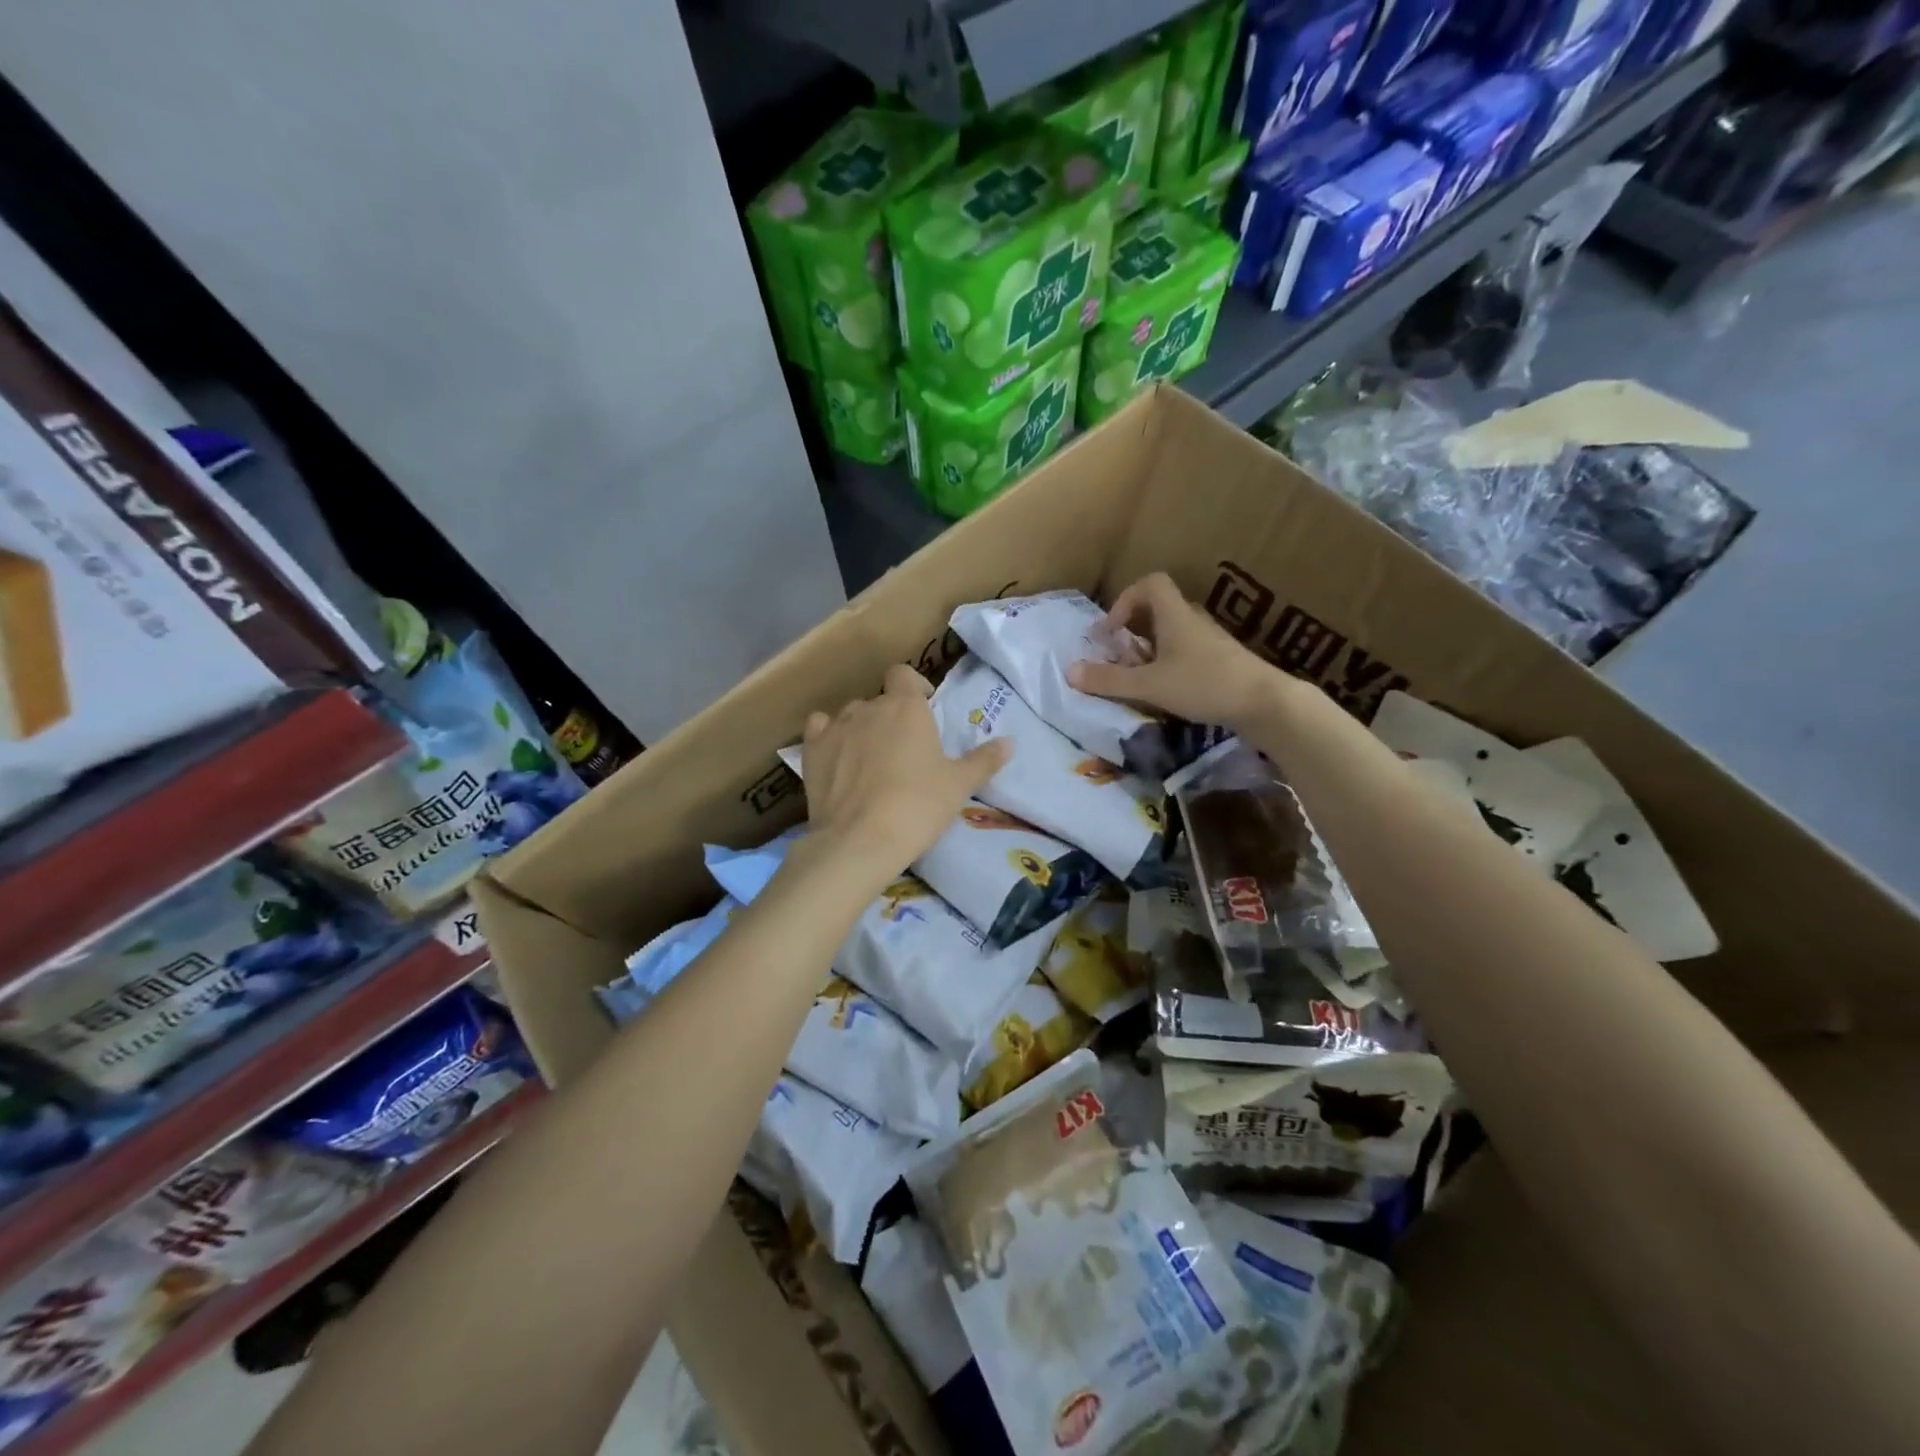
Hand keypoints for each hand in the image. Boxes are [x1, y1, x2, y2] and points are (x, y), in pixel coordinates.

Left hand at [802, 664, 1010, 875]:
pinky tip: (836, 758)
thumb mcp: (958, 785)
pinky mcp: (811, 750)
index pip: (904, 674)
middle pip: (880, 700)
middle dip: (890, 717)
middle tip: (903, 751)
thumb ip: (983, 760)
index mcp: (906, 707)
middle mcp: (869, 707)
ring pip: (850, 715)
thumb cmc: (918, 806)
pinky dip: (828, 737)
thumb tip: (1010, 743)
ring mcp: (836, 727)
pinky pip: (819, 729)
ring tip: (870, 760)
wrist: (861, 839)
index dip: (913, 687)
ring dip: (861, 728)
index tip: (923, 709)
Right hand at [1068, 573, 1279, 729]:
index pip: (1150, 584)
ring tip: (1139, 679)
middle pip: (1158, 610)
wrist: (1264, 702)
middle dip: (1133, 631)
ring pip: (1172, 634)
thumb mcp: (1149, 685)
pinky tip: (1167, 691)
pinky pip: (1187, 652)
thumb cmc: (1203, 684)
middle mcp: (1193, 621)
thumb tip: (1069, 671)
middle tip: (1120, 658)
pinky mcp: (1222, 661)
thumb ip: (1109, 679)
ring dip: (1150, 651)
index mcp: (1175, 615)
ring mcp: (1210, 641)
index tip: (1111, 631)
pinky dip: (1169, 664)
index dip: (1124, 600)